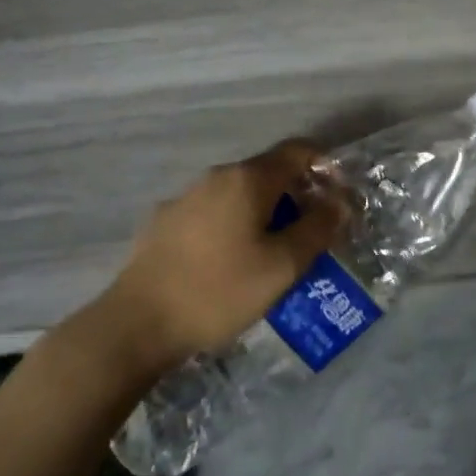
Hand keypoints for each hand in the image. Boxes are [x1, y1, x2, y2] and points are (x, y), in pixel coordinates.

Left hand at [82, 141, 344, 374]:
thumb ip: (317, 229)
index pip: (298, 151)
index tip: (338, 197)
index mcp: (248, 179)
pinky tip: (231, 262)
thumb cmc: (219, 291)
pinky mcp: (165, 221)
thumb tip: (339, 202)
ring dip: (265, 212)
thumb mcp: (281, 266)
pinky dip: (234, 225)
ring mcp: (186, 197)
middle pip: (268, 172)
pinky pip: (213, 212)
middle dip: (297, 195)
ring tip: (274, 252)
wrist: (136, 324)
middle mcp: (217, 176)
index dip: (325, 166)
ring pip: (239, 193)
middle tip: (312, 234)